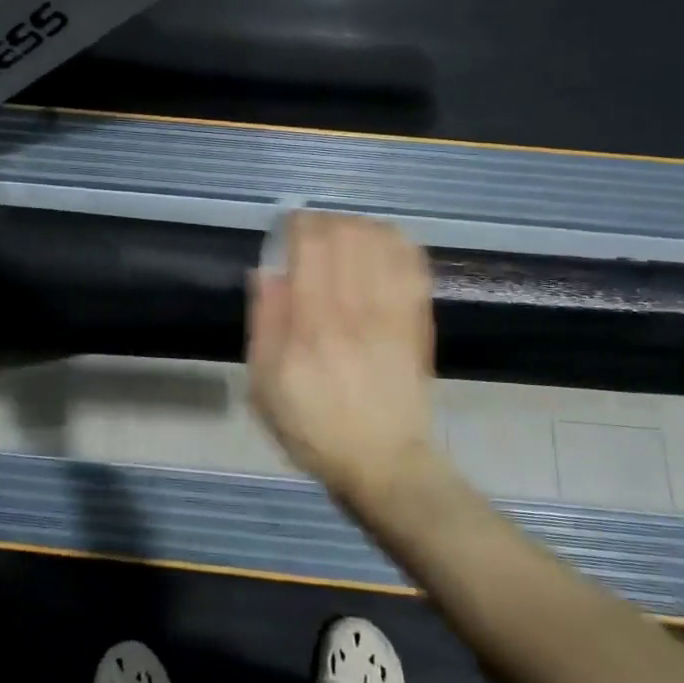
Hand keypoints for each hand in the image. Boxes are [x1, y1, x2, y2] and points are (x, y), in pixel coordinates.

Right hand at [248, 213, 439, 507]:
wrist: (384, 462)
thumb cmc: (314, 428)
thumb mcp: (266, 387)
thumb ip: (265, 325)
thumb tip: (266, 272)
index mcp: (312, 325)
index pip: (311, 247)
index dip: (299, 223)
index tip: (288, 225)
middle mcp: (355, 310)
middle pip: (347, 235)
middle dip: (326, 220)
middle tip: (312, 230)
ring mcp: (393, 313)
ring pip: (382, 242)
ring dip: (359, 227)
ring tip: (344, 234)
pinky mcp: (418, 320)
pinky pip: (412, 264)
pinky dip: (396, 243)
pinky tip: (380, 244)